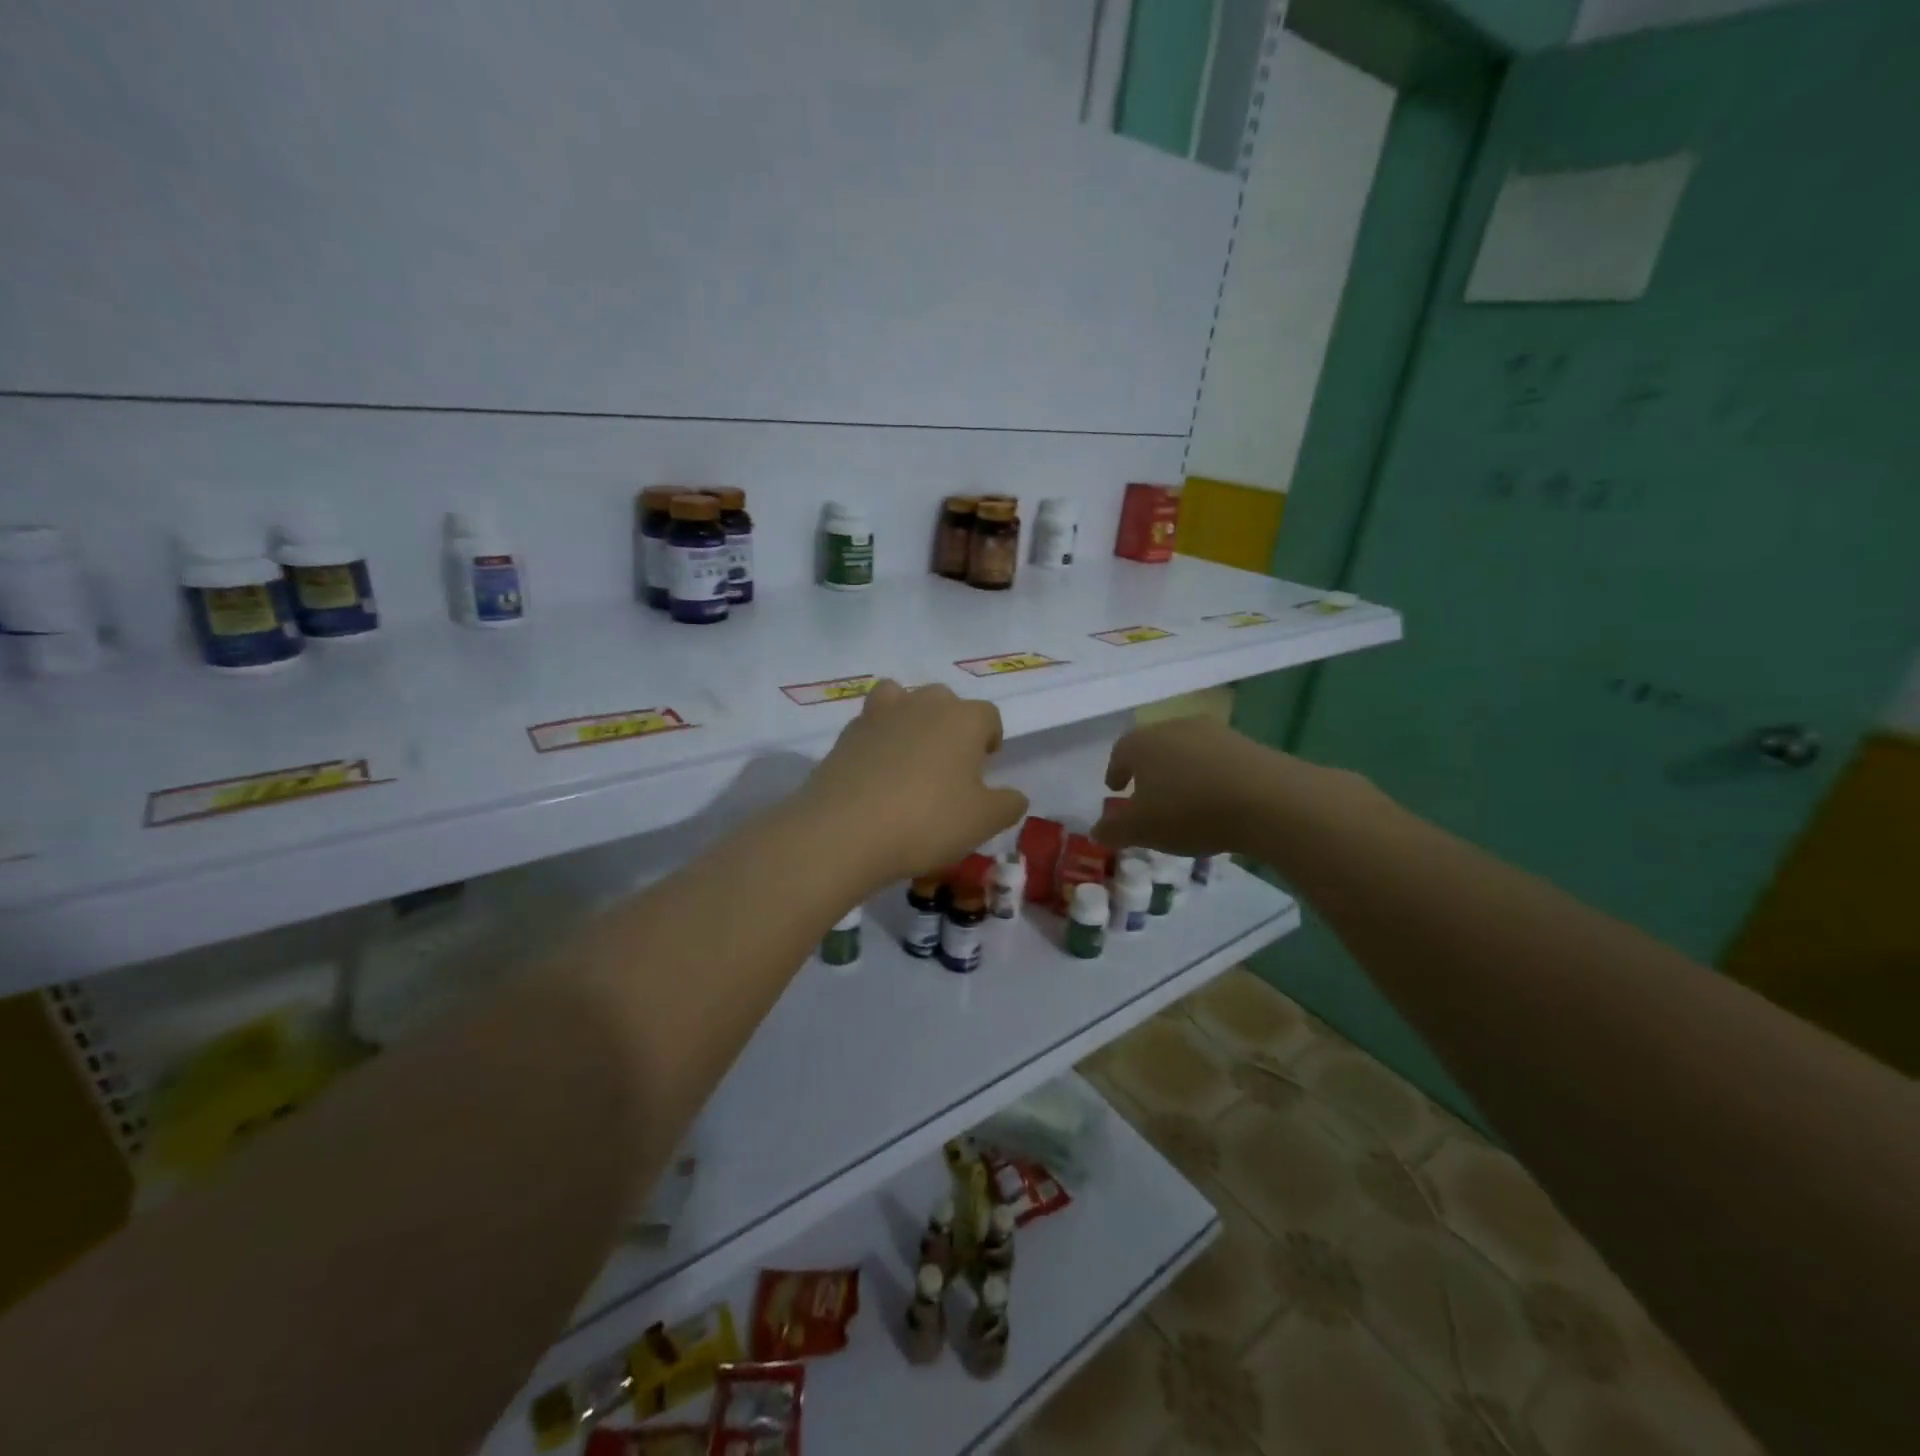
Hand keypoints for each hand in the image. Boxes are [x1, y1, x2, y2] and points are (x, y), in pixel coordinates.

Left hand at [801, 680, 1028, 884]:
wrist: (845, 831)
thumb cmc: (927, 821)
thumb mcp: (983, 822)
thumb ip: (1008, 805)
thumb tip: (1015, 796)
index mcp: (963, 719)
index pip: (988, 716)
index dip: (989, 739)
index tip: (985, 767)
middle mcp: (922, 705)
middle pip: (945, 701)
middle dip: (951, 726)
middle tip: (949, 766)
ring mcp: (880, 715)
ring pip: (901, 698)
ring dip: (910, 718)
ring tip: (910, 755)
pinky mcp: (846, 735)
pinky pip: (870, 725)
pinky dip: (877, 739)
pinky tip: (876, 772)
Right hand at [1092, 715, 1290, 856]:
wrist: (1268, 800)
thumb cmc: (1190, 811)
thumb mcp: (1142, 830)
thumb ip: (1114, 829)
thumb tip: (1096, 830)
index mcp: (1142, 743)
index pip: (1120, 752)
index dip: (1115, 771)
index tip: (1115, 789)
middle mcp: (1175, 728)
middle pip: (1154, 746)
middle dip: (1148, 769)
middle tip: (1147, 794)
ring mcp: (1214, 732)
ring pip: (1187, 751)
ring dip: (1181, 772)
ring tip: (1184, 800)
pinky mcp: (1247, 744)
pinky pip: (1217, 760)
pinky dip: (1210, 776)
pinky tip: (1217, 800)